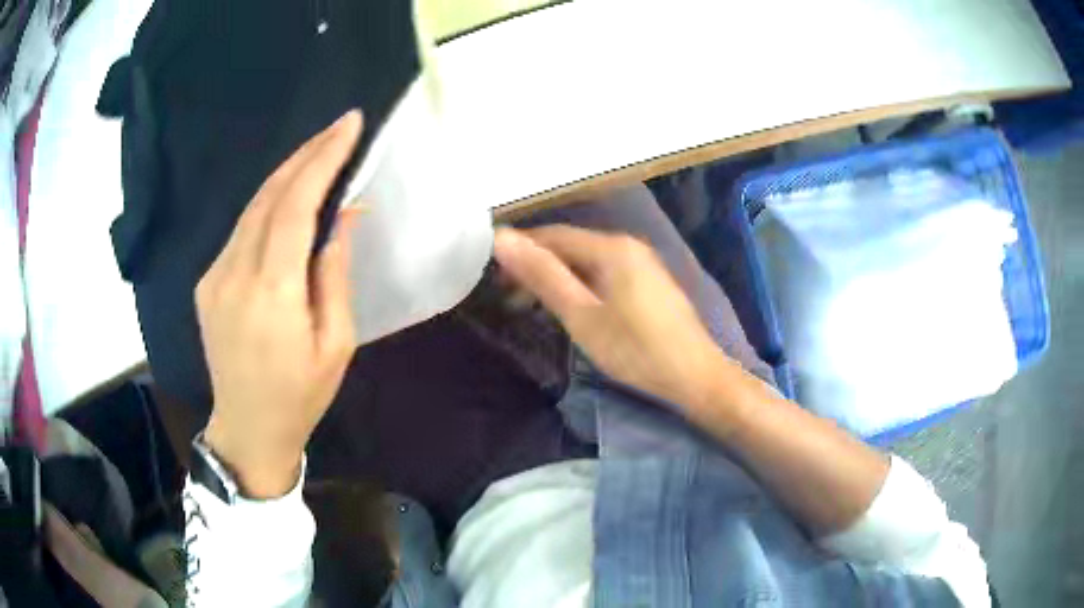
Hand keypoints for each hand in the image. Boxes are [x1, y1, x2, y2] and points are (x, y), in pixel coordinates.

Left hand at [196, 111, 362, 498]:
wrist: (247, 428)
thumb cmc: (301, 395)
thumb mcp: (336, 343)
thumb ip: (334, 274)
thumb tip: (343, 216)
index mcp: (272, 292)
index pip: (295, 205)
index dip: (323, 159)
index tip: (350, 127)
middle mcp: (235, 273)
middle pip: (270, 195)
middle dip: (307, 154)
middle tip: (340, 128)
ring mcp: (214, 275)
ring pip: (252, 207)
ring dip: (288, 173)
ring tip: (320, 152)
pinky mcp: (207, 281)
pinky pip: (241, 229)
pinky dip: (269, 203)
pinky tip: (289, 197)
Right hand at [493, 225, 728, 409]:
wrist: (695, 376)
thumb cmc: (636, 350)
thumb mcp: (582, 316)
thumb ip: (542, 276)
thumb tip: (502, 238)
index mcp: (611, 247)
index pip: (552, 235)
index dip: (520, 251)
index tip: (492, 276)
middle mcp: (627, 245)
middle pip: (570, 246)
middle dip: (537, 267)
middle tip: (508, 297)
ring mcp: (642, 263)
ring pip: (587, 261)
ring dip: (557, 279)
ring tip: (531, 306)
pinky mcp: (648, 282)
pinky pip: (604, 274)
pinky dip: (580, 286)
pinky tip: (570, 308)